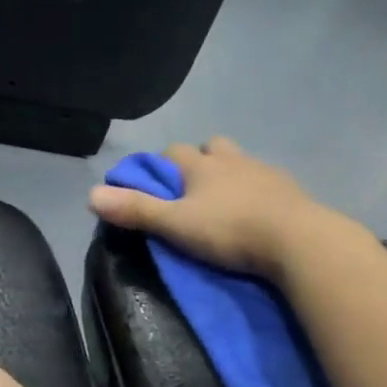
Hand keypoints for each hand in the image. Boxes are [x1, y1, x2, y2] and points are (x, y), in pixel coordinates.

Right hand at [89, 137, 347, 279]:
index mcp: (202, 165)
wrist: (296, 239)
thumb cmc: (230, 230)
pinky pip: (267, 183)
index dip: (161, 165)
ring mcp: (265, 172)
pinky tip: (257, 213)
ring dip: (230, 174)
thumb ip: (136, 210)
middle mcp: (233, 159)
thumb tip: (90, 195)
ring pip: (241, 162)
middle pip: (212, 147)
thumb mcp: (176, 225)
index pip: (173, 151)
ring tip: (225, 202)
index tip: (155, 186)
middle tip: (193, 192)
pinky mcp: (290, 190)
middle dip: (200, 162)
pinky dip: (257, 192)